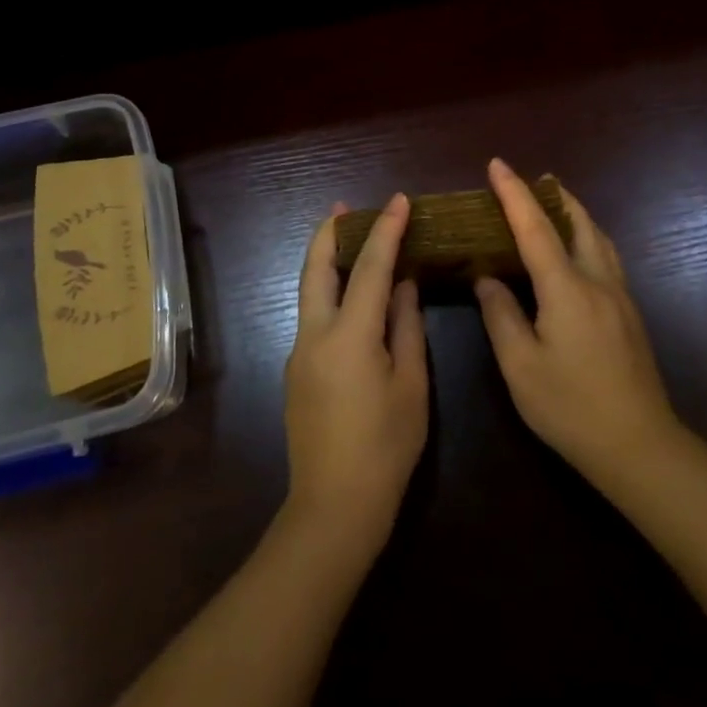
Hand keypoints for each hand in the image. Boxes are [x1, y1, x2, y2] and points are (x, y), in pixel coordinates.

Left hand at [283, 195, 429, 558]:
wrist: (334, 506)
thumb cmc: (386, 447)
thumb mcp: (411, 386)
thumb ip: (406, 328)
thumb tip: (403, 286)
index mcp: (350, 336)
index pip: (369, 268)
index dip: (385, 230)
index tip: (398, 201)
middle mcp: (315, 335)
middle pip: (315, 269)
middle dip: (328, 233)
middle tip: (343, 207)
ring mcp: (299, 353)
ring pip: (308, 292)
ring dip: (324, 261)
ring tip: (347, 242)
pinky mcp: (295, 372)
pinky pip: (312, 317)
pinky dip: (328, 294)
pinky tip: (351, 301)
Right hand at [475, 158, 678, 482]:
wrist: (638, 446)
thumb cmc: (571, 407)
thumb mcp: (521, 366)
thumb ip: (501, 316)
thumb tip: (488, 279)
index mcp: (567, 290)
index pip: (536, 229)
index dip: (514, 194)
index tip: (497, 165)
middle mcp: (598, 282)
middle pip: (579, 223)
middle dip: (555, 196)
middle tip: (533, 179)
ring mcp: (620, 298)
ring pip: (599, 238)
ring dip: (576, 214)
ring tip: (555, 206)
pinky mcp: (630, 315)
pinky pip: (607, 257)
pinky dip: (587, 237)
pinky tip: (578, 252)